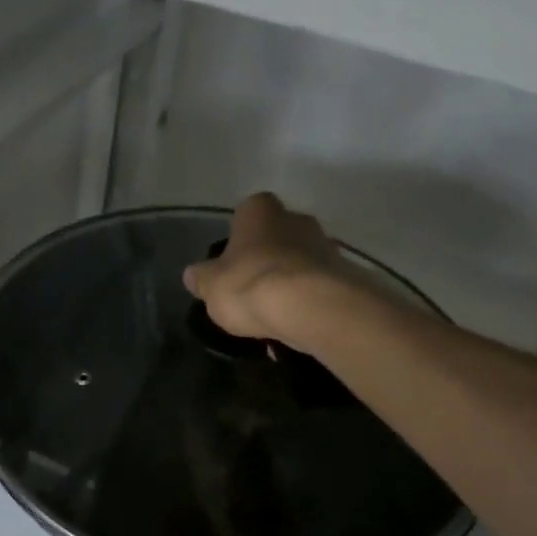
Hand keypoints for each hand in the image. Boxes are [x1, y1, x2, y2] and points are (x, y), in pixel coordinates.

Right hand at [183, 192, 342, 340]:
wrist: (310, 307)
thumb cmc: (250, 285)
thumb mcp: (210, 286)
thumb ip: (201, 278)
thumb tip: (192, 275)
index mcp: (260, 210)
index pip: (247, 212)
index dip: (239, 238)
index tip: (233, 263)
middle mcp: (296, 218)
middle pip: (278, 235)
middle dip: (267, 258)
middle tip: (252, 289)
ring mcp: (325, 245)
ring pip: (301, 261)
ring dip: (290, 281)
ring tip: (274, 315)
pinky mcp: (344, 274)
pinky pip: (318, 286)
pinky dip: (307, 301)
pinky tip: (295, 325)